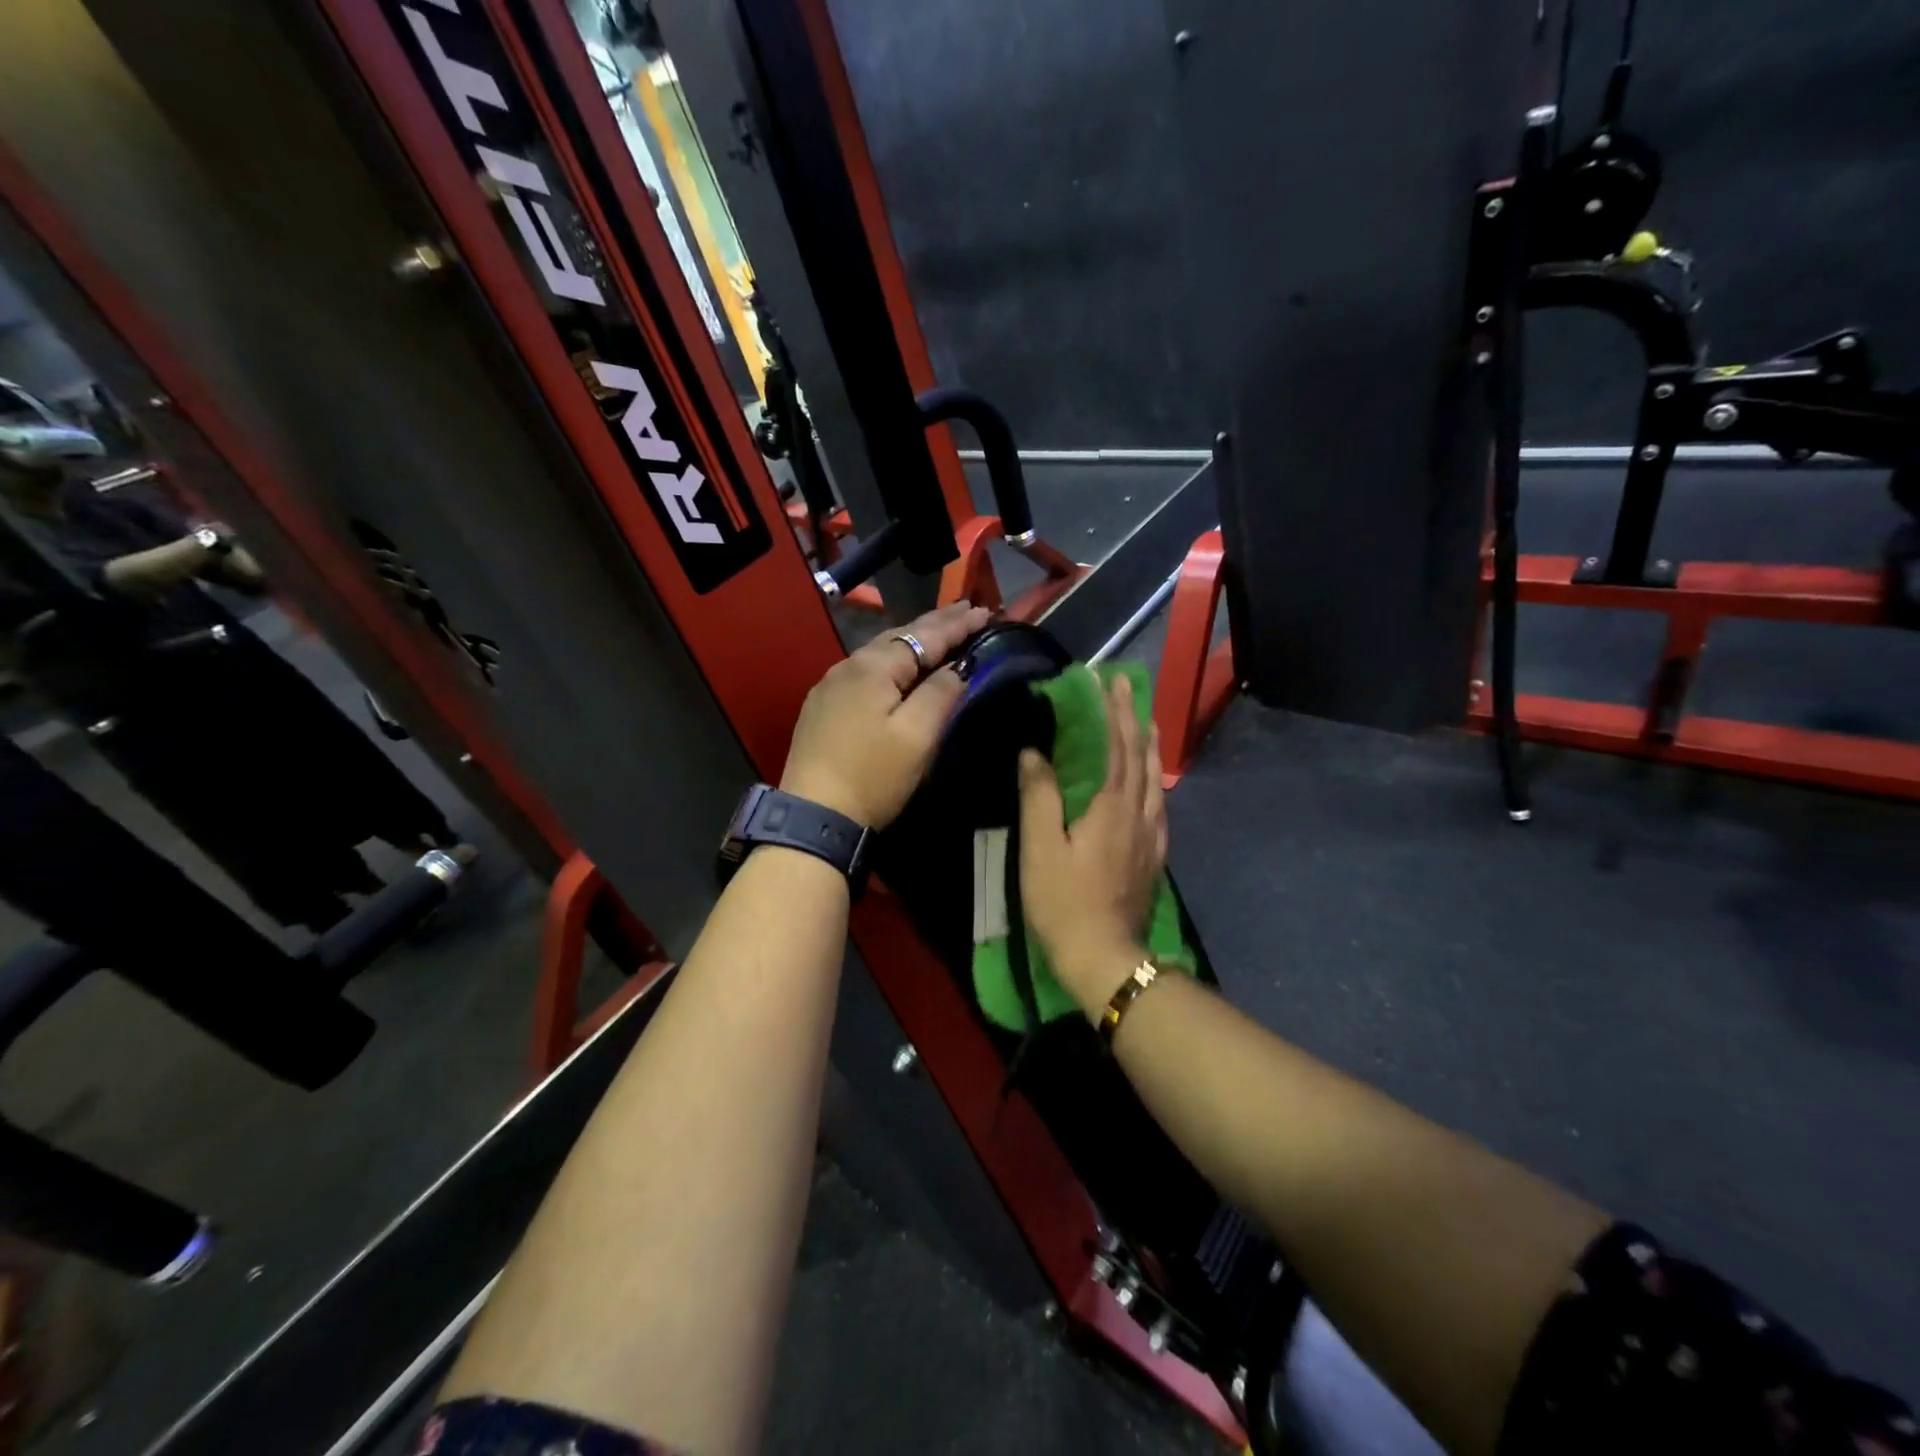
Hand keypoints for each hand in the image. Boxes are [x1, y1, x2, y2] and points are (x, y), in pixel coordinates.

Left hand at [781, 601, 991, 826]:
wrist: (814, 817)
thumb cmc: (872, 776)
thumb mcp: (917, 737)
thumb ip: (941, 693)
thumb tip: (959, 666)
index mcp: (873, 667)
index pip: (925, 637)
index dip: (958, 625)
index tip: (987, 611)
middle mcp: (848, 666)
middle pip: (900, 637)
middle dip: (936, 623)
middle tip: (967, 610)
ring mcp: (831, 686)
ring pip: (880, 653)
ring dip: (913, 641)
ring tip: (940, 632)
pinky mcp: (823, 707)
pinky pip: (865, 671)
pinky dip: (892, 662)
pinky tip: (900, 665)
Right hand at [1017, 673, 1167, 1017]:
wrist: (1104, 958)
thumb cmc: (1063, 902)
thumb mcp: (1040, 847)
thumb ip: (1039, 795)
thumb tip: (1035, 751)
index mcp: (1110, 806)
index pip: (1114, 746)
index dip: (1111, 711)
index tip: (1108, 680)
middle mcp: (1137, 814)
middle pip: (1139, 757)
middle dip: (1133, 718)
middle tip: (1129, 687)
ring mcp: (1150, 837)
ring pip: (1154, 779)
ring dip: (1149, 745)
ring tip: (1146, 722)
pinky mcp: (1153, 857)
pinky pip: (1159, 805)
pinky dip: (1155, 780)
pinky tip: (1152, 783)